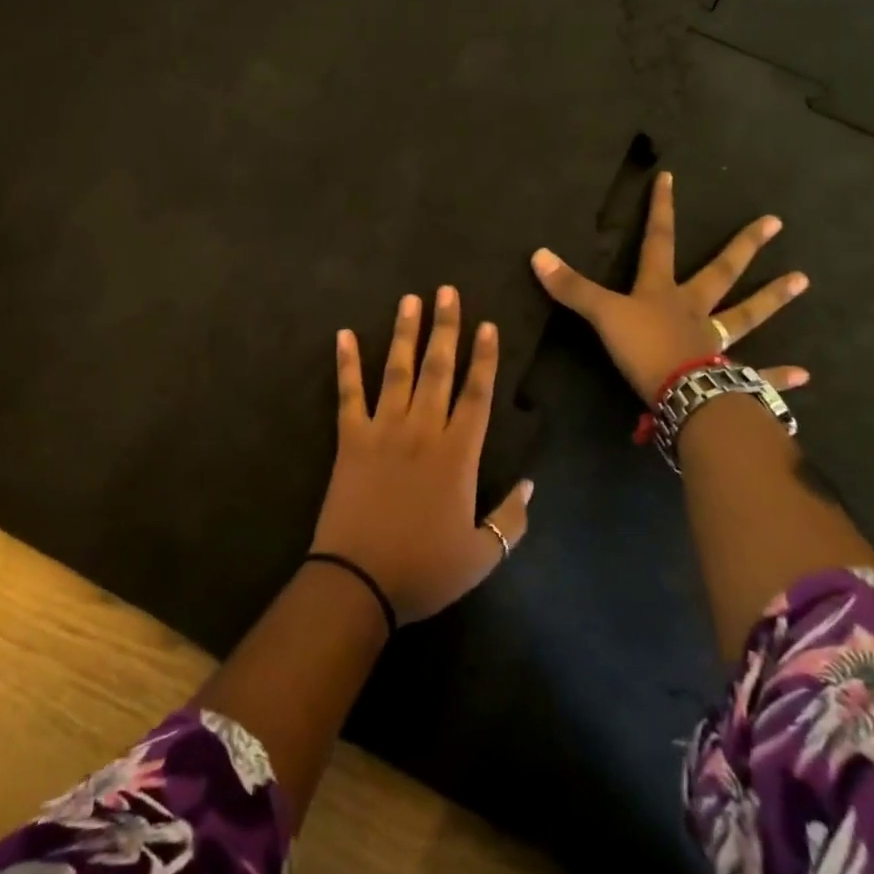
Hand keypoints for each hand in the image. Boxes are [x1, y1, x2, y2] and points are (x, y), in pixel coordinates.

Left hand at [310, 287, 530, 622]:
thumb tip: (529, 485)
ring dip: (404, 333)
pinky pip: (348, 394)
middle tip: (447, 292)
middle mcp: (421, 431)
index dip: (484, 358)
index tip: (487, 324)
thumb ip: (511, 519)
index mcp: (457, 455)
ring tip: (410, 299)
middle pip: (438, 370)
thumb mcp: (483, 555)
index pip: (477, 395)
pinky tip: (343, 334)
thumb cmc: (424, 570)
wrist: (358, 582)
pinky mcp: (349, 439)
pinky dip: (346, 363)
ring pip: (397, 371)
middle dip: (445, 328)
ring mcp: (382, 431)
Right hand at [530, 171, 809, 404]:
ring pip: (746, 315)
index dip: (661, 210)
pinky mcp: (729, 376)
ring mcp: (716, 342)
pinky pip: (758, 374)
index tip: (670, 178)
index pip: (659, 242)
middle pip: (720, 272)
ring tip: (803, 280)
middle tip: (775, 223)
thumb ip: (572, 288)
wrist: (682, 394)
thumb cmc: (643, 349)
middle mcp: (694, 310)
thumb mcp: (602, 315)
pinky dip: (779, 376)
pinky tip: (805, 375)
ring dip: (772, 299)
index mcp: (662, 292)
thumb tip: (538, 254)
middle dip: (742, 247)